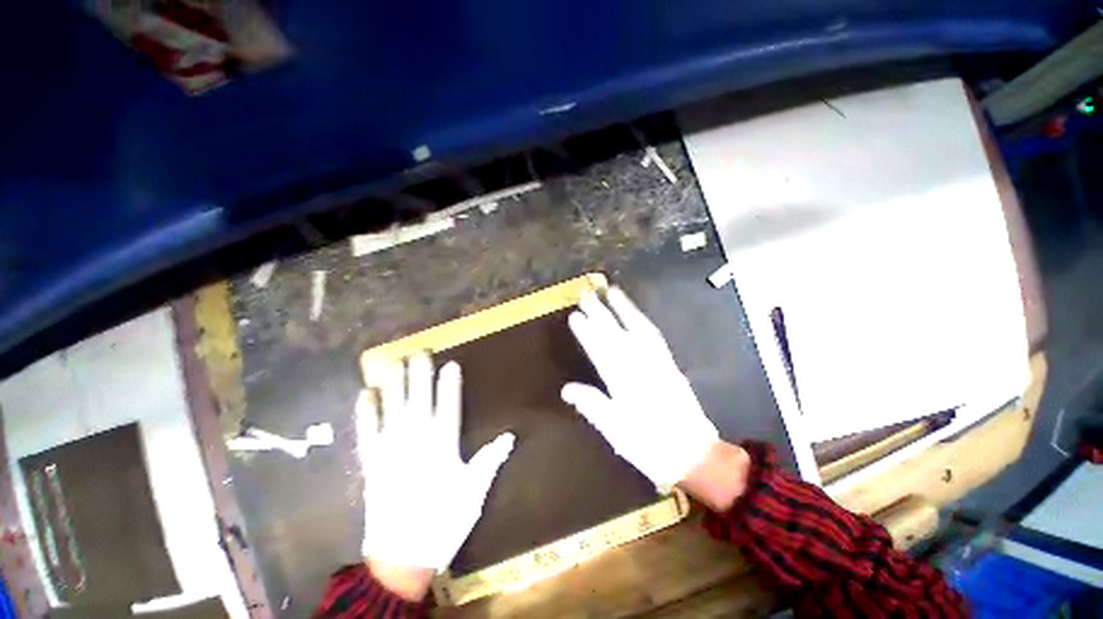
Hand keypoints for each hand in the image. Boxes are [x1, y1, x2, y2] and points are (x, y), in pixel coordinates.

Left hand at [358, 353, 514, 598]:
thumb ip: (489, 460)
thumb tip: (509, 436)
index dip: (450, 383)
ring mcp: (390, 450)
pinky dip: (365, 413)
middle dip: (419, 374)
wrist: (400, 558)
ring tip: (392, 362)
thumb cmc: (442, 521)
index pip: (448, 405)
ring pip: (392, 409)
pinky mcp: (371, 463)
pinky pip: (367, 432)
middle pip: (419, 400)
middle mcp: (416, 440)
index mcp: (442, 445)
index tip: (450, 363)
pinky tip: (364, 395)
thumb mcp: (473, 492)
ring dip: (393, 384)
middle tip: (418, 352)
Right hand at [561, 288, 718, 488]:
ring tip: (612, 292)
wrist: (694, 454)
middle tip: (586, 295)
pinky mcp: (670, 364)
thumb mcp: (616, 433)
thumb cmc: (650, 447)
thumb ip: (592, 406)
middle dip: (600, 313)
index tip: (575, 316)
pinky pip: (654, 337)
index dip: (587, 333)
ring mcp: (658, 362)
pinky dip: (642, 320)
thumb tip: (566, 389)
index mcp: (624, 384)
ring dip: (624, 308)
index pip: (600, 351)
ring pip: (638, 329)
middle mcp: (641, 367)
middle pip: (617, 334)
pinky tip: (635, 314)